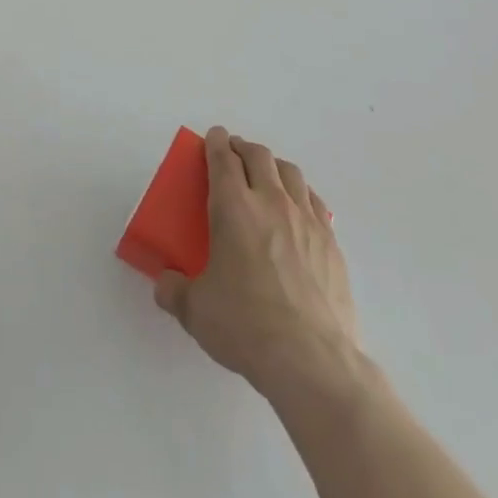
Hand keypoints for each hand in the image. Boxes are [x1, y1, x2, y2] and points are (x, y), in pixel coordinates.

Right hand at [155, 126, 363, 404]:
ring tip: (266, 175)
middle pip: (259, 156)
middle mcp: (272, 203)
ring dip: (274, 166)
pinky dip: (301, 194)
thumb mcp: (195, 310)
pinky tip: (298, 209)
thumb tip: (166, 283)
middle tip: (233, 154)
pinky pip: (315, 203)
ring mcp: (307, 221)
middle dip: (243, 148)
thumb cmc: (246, 326)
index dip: (216, 142)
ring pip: (291, 173)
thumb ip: (174, 290)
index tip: (213, 136)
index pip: (223, 159)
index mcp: (234, 208)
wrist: (312, 360)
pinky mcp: (332, 244)